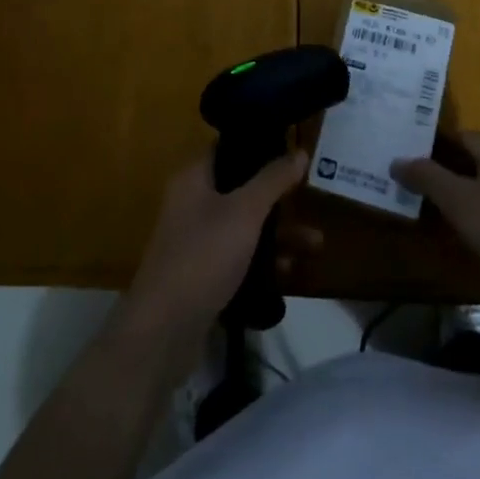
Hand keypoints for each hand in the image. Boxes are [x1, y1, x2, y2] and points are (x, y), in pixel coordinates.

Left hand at [125, 149, 309, 342]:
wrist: (163, 332)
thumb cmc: (204, 255)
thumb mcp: (245, 211)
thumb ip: (273, 179)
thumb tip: (299, 150)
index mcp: (194, 178)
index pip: (229, 148)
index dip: (260, 147)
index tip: (292, 151)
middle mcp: (193, 204)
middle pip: (241, 189)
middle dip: (278, 198)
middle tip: (310, 199)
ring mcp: (197, 242)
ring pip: (244, 226)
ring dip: (278, 234)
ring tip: (316, 244)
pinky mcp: (203, 276)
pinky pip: (239, 258)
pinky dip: (263, 261)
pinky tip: (290, 272)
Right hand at [392, 131, 479, 298]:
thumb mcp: (463, 203)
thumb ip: (429, 178)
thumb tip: (396, 159)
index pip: (460, 135)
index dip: (432, 141)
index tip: (403, 150)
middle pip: (471, 161)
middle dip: (440, 169)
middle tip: (405, 179)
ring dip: (455, 196)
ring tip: (422, 208)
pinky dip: (473, 219)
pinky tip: (459, 237)